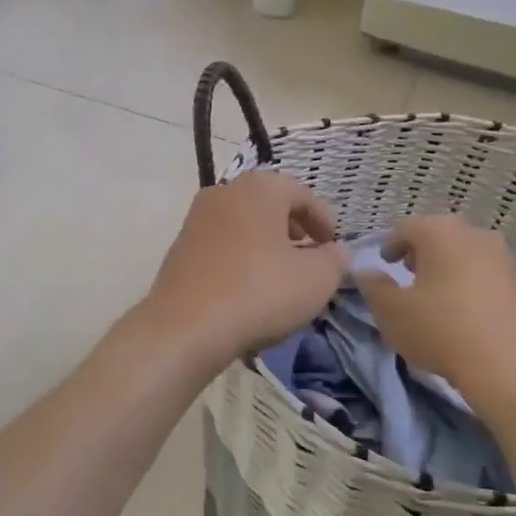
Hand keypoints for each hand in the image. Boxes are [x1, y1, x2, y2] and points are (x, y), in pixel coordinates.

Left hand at [143, 171, 348, 366]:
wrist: (186, 326)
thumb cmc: (260, 292)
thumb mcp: (316, 279)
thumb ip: (335, 260)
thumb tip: (336, 251)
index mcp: (260, 188)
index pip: (303, 194)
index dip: (325, 220)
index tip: (335, 247)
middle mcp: (225, 192)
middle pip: (269, 205)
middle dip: (294, 229)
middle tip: (310, 256)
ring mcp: (196, 219)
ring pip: (244, 225)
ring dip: (266, 244)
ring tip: (281, 275)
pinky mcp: (179, 248)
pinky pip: (222, 245)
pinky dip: (241, 258)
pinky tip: (249, 288)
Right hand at [354, 216, 515, 426]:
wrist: (511, 366)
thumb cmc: (441, 330)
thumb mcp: (391, 312)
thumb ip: (374, 287)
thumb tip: (366, 273)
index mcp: (441, 233)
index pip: (407, 227)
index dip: (390, 244)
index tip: (384, 263)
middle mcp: (477, 236)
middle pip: (443, 237)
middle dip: (424, 254)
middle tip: (411, 275)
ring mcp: (509, 260)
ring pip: (471, 256)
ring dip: (453, 270)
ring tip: (441, 298)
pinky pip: (494, 280)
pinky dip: (478, 289)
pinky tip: (472, 317)